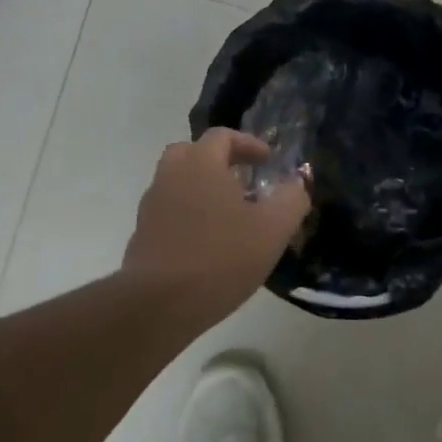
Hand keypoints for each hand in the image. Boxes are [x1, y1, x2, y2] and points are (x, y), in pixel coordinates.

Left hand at [123, 129, 310, 327]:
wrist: (158, 305)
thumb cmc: (220, 257)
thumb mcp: (273, 228)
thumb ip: (292, 198)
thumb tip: (299, 180)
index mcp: (200, 163)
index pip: (222, 136)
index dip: (248, 144)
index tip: (268, 161)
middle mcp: (171, 176)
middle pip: (192, 152)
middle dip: (218, 160)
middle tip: (242, 180)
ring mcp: (151, 206)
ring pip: (177, 183)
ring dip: (202, 188)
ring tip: (229, 214)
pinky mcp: (142, 235)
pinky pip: (169, 211)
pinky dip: (188, 214)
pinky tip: (208, 242)